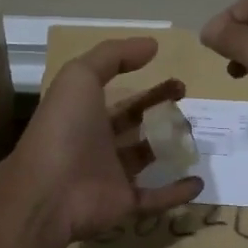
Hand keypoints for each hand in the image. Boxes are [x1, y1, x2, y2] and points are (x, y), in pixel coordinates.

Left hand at [9, 37, 203, 242]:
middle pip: (134, 123)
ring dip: (169, 147)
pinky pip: (155, 197)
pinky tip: (199, 181)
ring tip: (197, 134)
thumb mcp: (80, 77)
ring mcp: (110, 174)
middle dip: (159, 110)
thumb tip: (152, 44)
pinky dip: (177, 191)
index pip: (119, 95)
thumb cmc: (64, 129)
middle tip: (187, 101)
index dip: (145, 86)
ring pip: (145, 157)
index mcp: (85, 113)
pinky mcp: (123, 203)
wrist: (48, 192)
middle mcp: (97, 142)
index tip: (176, 78)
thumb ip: (113, 56)